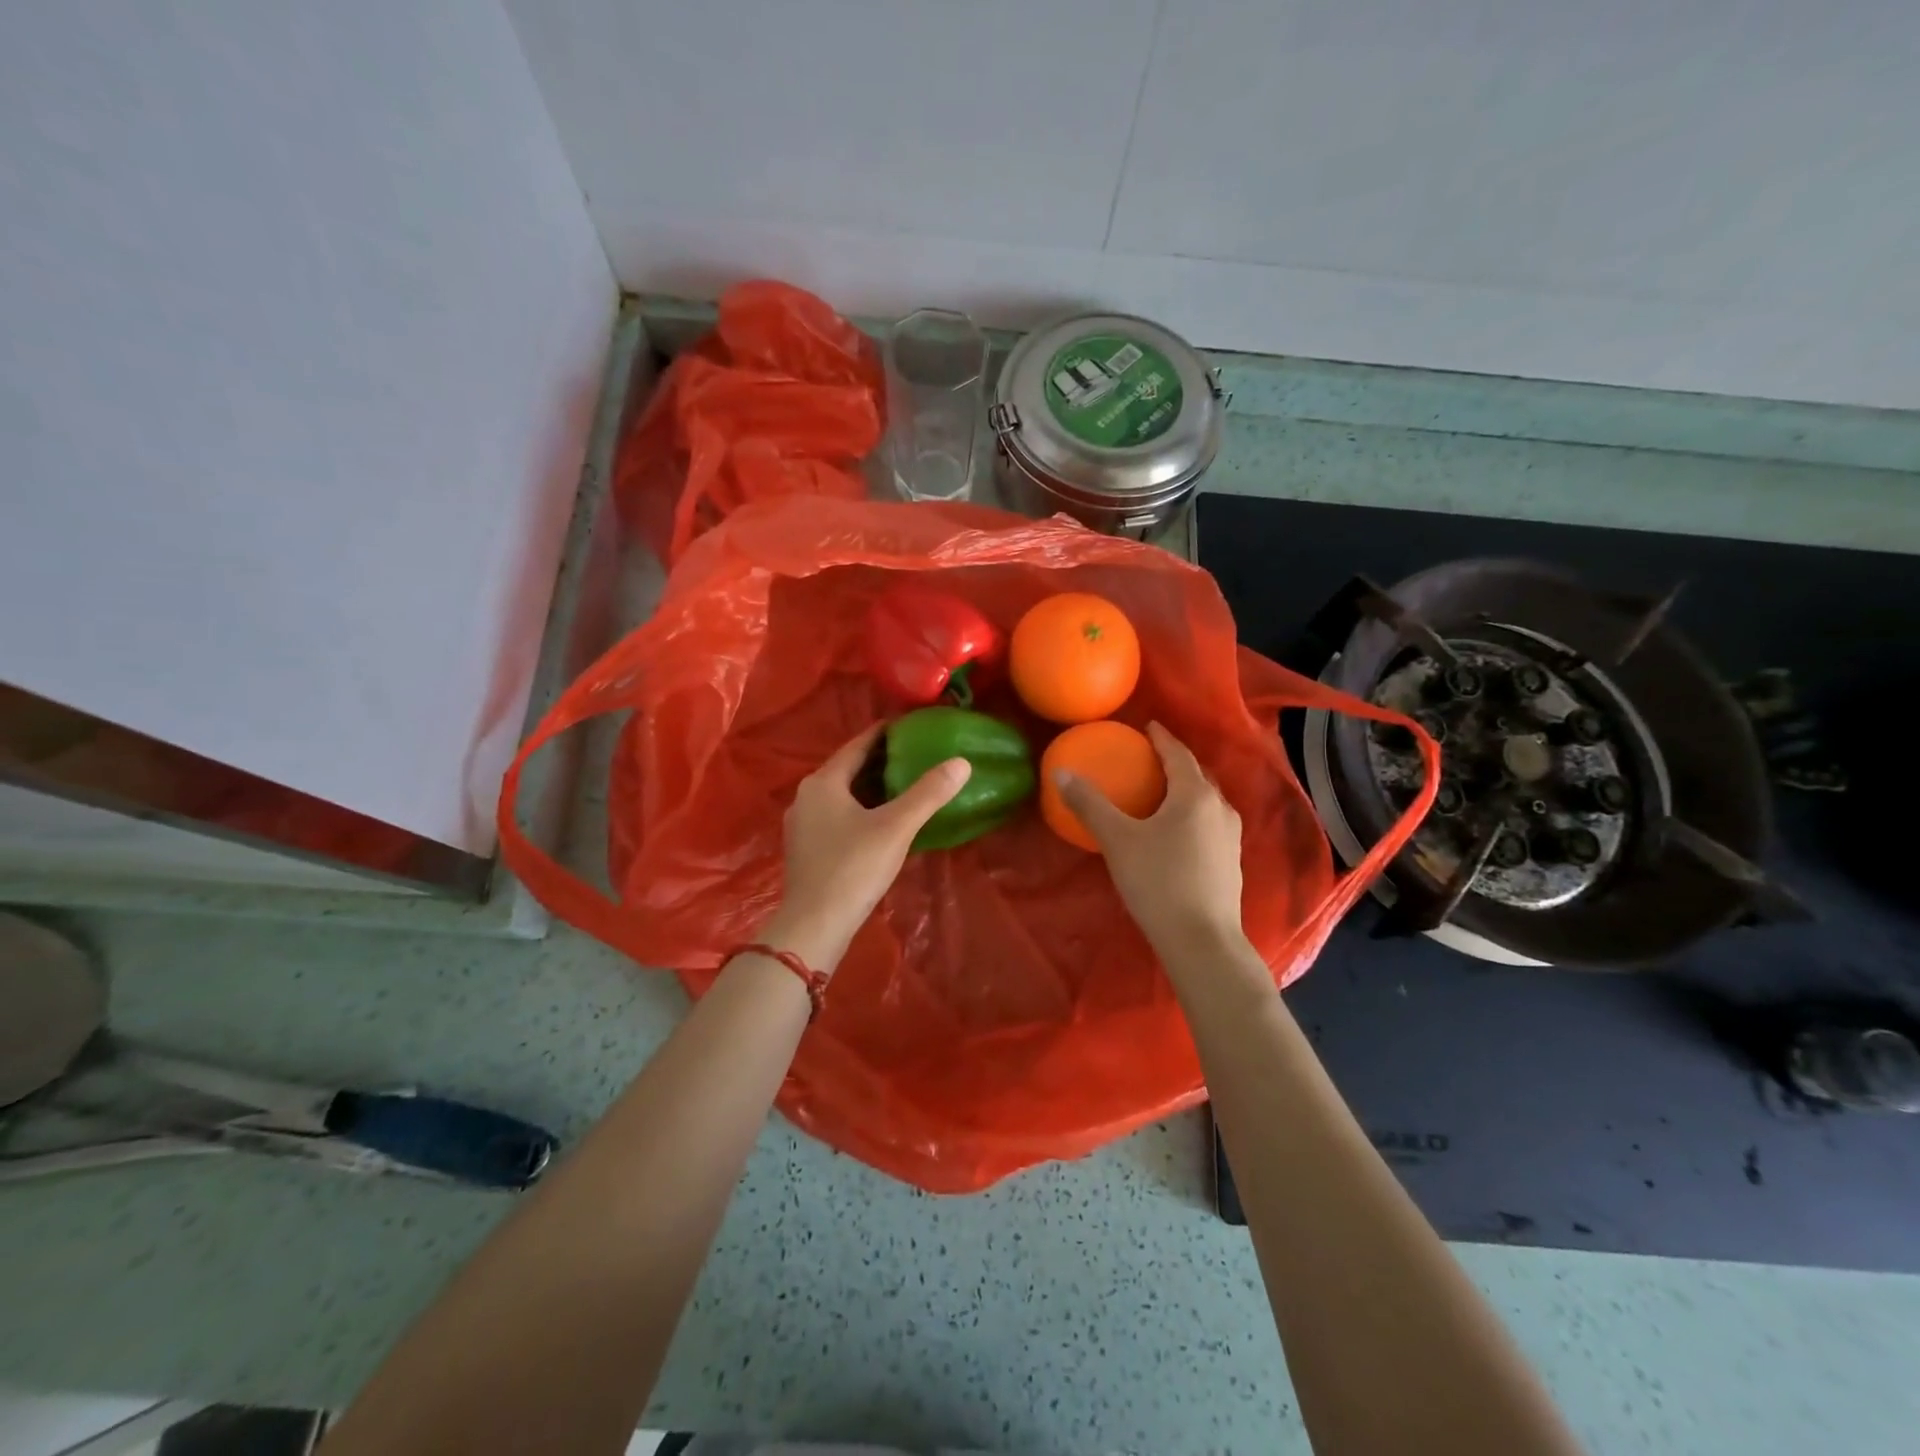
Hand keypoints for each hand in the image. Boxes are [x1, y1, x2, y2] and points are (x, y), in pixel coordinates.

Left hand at [760, 722, 970, 971]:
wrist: (814, 925)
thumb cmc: (853, 867)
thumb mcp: (896, 827)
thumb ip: (928, 793)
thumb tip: (961, 762)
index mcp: (823, 782)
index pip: (857, 745)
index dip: (884, 733)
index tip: (910, 726)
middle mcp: (806, 796)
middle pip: (848, 769)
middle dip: (880, 761)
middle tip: (915, 754)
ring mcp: (802, 824)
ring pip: (842, 794)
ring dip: (870, 787)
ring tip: (904, 785)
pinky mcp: (806, 849)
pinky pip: (837, 816)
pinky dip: (860, 809)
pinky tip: (881, 821)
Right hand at [1054, 722, 1246, 960]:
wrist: (1201, 940)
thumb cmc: (1158, 882)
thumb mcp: (1117, 840)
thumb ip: (1090, 804)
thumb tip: (1061, 773)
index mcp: (1194, 795)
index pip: (1178, 754)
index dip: (1161, 738)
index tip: (1147, 727)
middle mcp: (1220, 809)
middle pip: (1198, 775)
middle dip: (1176, 762)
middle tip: (1152, 758)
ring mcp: (1230, 837)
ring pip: (1208, 800)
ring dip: (1188, 789)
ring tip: (1165, 791)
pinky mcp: (1231, 862)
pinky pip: (1210, 823)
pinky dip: (1193, 814)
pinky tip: (1178, 831)